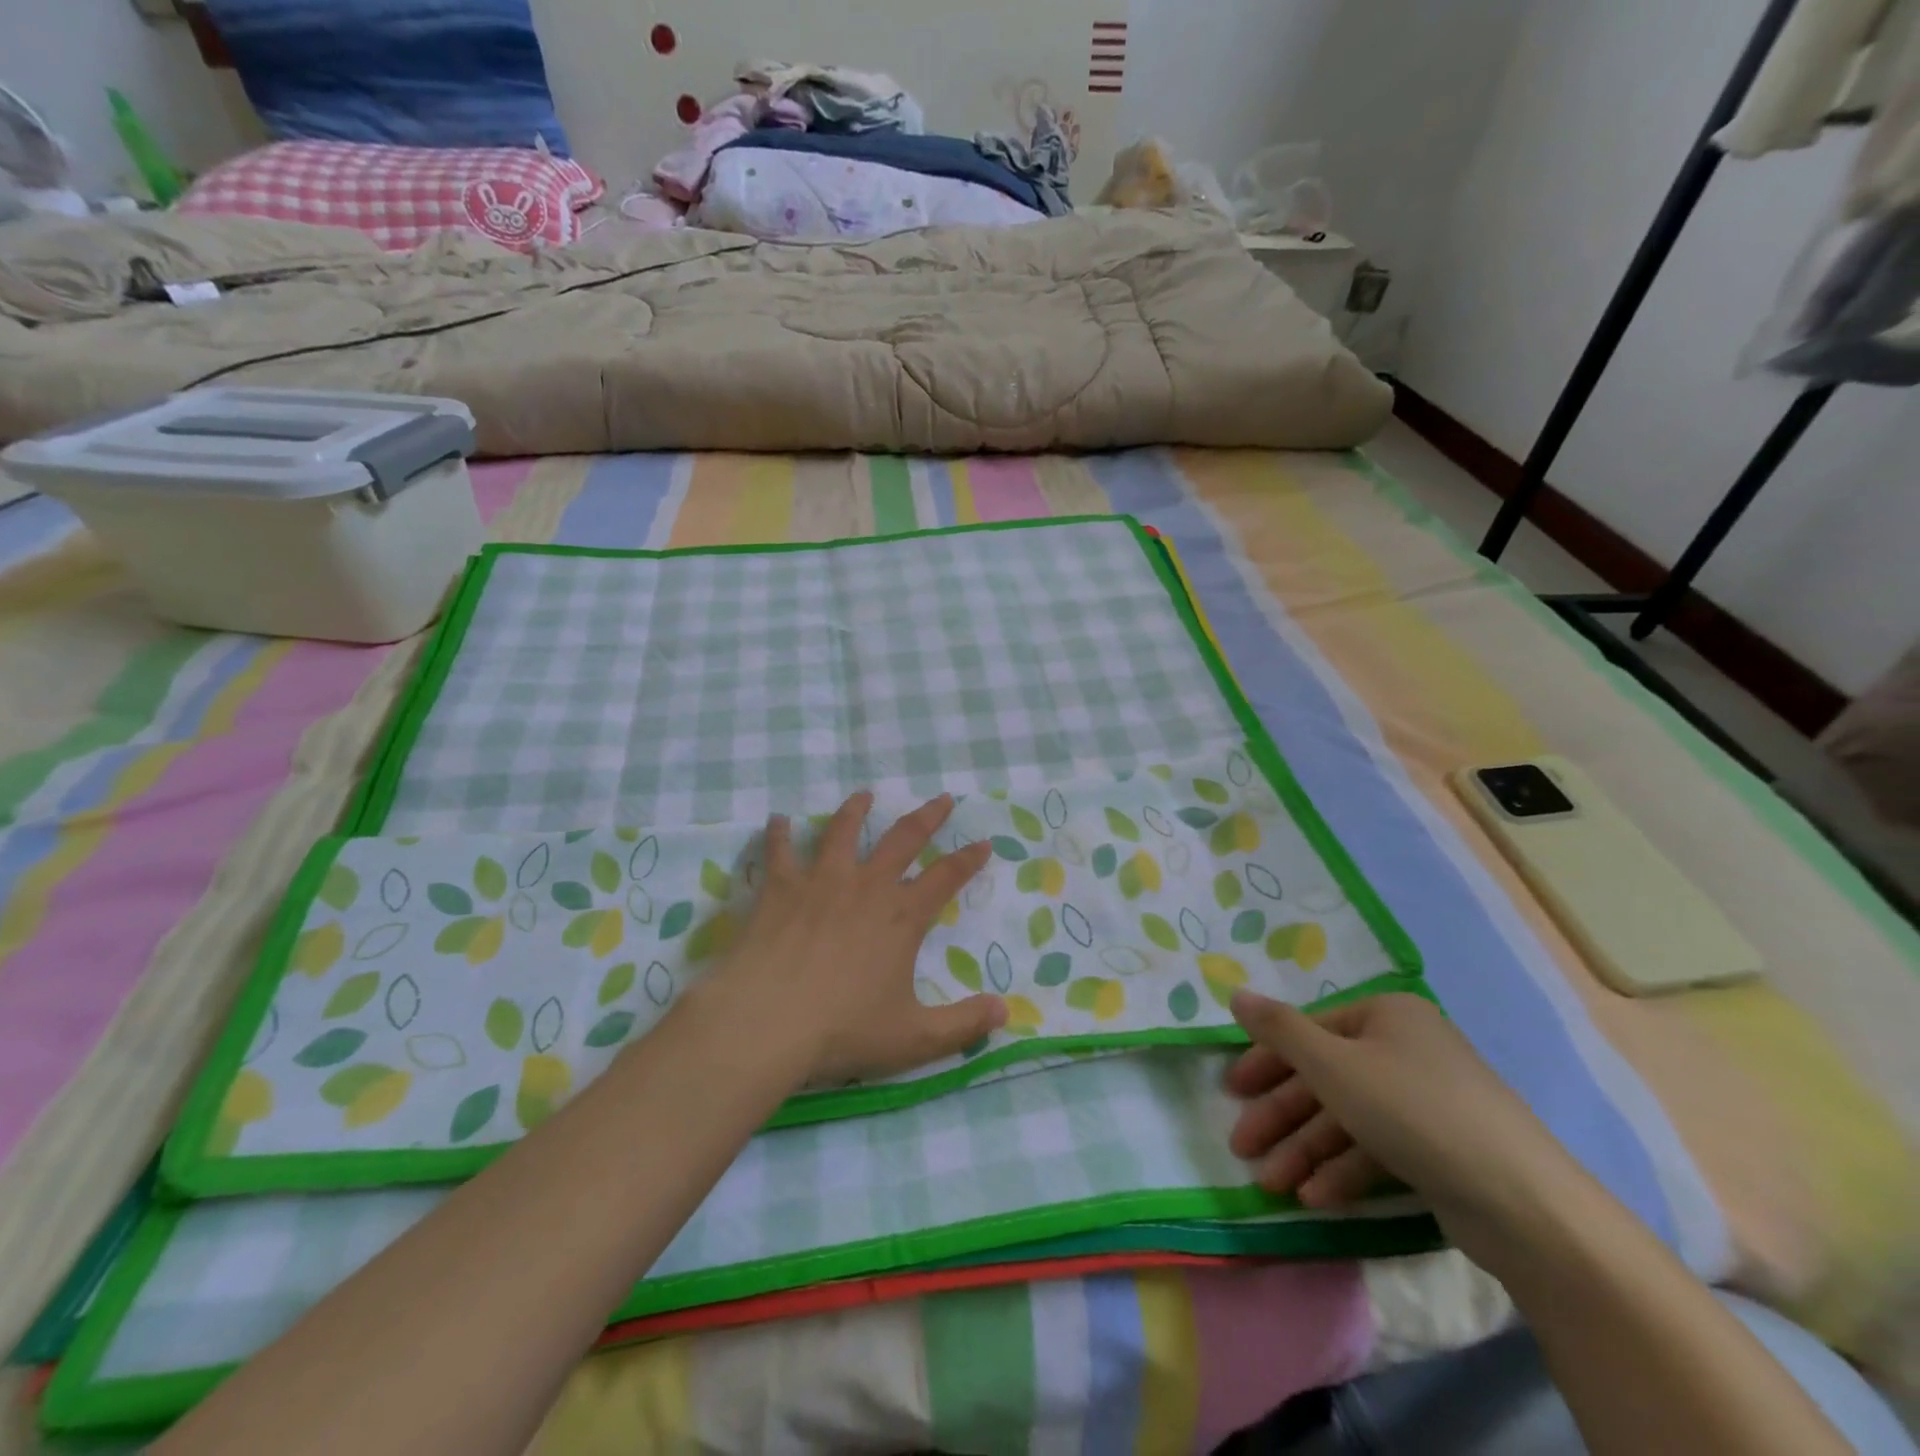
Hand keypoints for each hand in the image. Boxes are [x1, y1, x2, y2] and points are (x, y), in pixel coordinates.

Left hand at [706, 791, 1005, 1086]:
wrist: (767, 1021)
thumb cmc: (842, 1030)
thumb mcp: (914, 1038)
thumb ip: (963, 1024)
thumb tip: (1004, 1011)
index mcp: (902, 917)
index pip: (946, 878)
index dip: (969, 860)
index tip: (984, 842)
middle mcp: (866, 886)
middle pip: (904, 838)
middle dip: (928, 817)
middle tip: (943, 798)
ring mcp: (821, 881)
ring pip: (843, 831)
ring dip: (856, 810)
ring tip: (864, 795)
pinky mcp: (780, 887)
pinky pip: (780, 849)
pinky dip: (779, 832)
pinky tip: (779, 819)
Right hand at [1225, 990, 1584, 1256]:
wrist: (1525, 1205)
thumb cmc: (1413, 1111)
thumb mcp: (1332, 1064)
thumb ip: (1279, 1029)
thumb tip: (1235, 992)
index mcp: (1386, 1015)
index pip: (1310, 1030)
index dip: (1267, 1061)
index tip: (1233, 1091)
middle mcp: (1406, 1048)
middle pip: (1326, 1078)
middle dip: (1282, 1117)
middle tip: (1241, 1147)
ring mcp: (1426, 1100)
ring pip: (1349, 1118)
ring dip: (1306, 1151)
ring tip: (1273, 1185)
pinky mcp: (1440, 1148)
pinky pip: (1379, 1148)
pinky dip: (1345, 1170)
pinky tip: (1315, 1198)